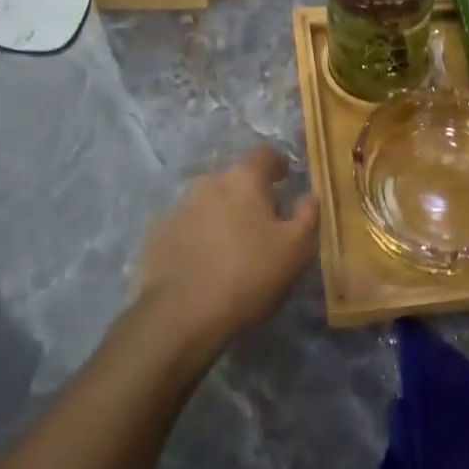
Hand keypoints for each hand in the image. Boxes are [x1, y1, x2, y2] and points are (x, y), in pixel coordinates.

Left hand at [132, 147, 319, 355]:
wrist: (182, 314)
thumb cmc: (249, 275)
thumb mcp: (296, 250)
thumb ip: (308, 215)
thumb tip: (311, 195)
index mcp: (244, 179)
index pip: (264, 154)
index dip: (277, 165)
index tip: (285, 181)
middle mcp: (208, 182)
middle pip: (234, 180)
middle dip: (247, 195)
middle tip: (260, 224)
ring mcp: (178, 206)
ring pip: (207, 202)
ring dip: (220, 215)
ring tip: (229, 247)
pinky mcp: (157, 233)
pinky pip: (185, 226)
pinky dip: (196, 236)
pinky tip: (201, 262)